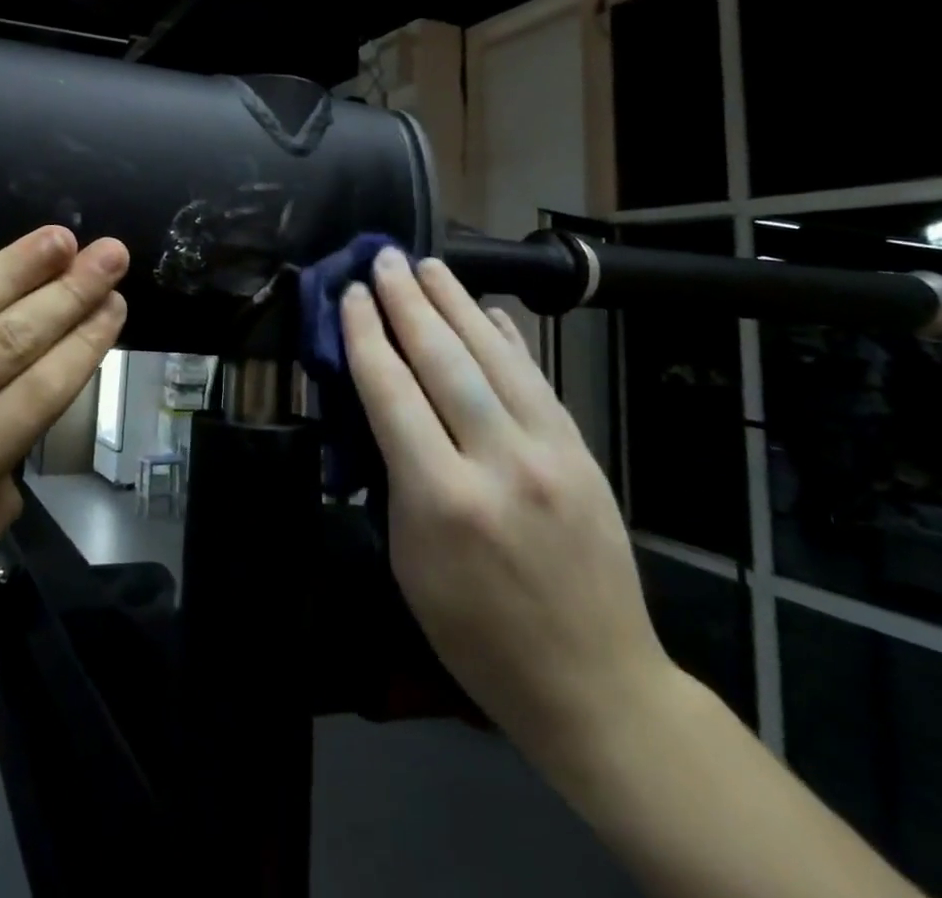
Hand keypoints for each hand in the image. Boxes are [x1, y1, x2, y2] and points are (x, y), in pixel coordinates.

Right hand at [341, 249, 672, 768]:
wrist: (592, 682)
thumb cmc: (474, 633)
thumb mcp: (408, 559)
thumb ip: (395, 473)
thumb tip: (385, 401)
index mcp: (440, 499)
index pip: (391, 392)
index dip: (366, 335)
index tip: (349, 295)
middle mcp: (497, 462)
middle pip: (443, 359)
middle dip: (407, 302)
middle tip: (384, 258)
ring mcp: (549, 452)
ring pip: (494, 355)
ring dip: (457, 303)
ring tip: (427, 265)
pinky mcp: (581, 451)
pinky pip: (537, 379)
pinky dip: (509, 338)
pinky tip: (489, 310)